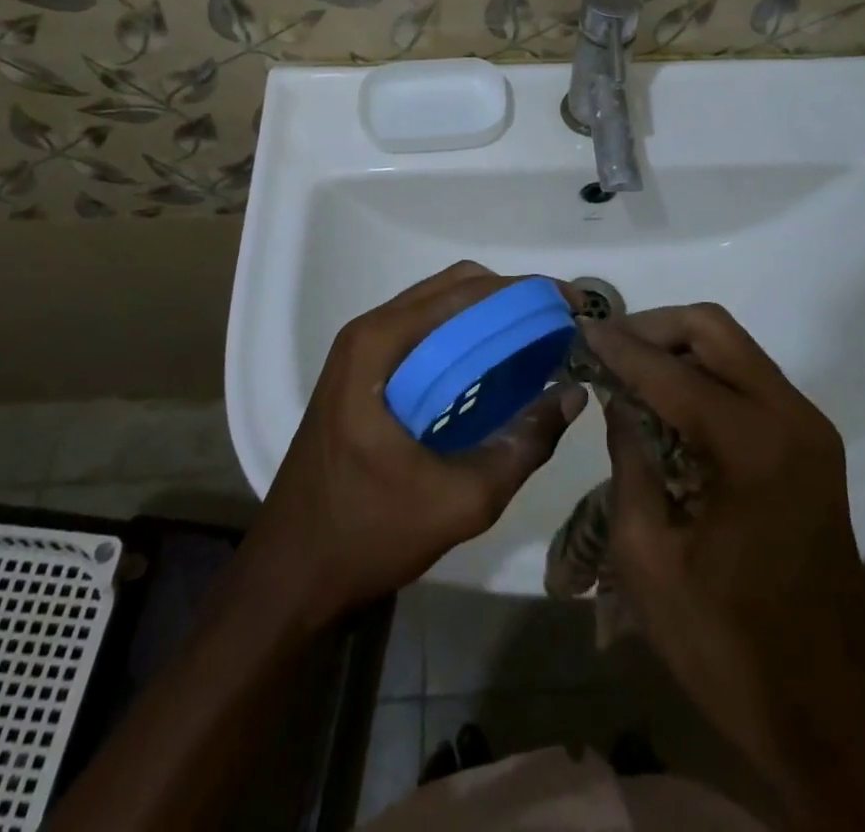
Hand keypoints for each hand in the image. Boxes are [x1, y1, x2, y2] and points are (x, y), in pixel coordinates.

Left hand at [250, 262, 586, 623]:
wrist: (291, 575)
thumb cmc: (368, 533)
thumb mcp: (461, 500)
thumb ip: (522, 444)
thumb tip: (573, 393)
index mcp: (380, 344)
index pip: (465, 292)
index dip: (523, 292)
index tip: (570, 306)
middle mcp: (369, 332)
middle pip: (452, 288)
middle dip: (510, 299)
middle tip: (557, 327)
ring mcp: (362, 351)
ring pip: (439, 308)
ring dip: (488, 316)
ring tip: (536, 342)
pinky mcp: (364, 373)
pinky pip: (425, 334)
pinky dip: (465, 337)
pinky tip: (496, 368)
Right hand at [587, 306, 864, 830]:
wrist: (832, 715)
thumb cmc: (728, 645)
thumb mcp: (648, 557)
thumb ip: (630, 460)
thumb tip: (620, 400)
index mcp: (753, 446)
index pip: (671, 371)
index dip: (619, 348)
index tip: (579, 330)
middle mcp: (791, 417)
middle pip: (713, 329)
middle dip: (653, 327)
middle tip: (607, 348)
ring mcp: (808, 428)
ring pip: (733, 347)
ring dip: (678, 347)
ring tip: (627, 370)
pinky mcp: (811, 445)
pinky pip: (748, 379)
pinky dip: (703, 373)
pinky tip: (667, 400)